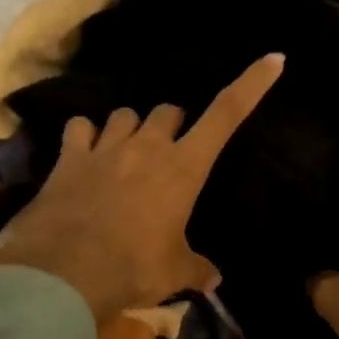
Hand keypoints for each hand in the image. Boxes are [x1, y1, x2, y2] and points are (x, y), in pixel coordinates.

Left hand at [0, 54, 284, 324]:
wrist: (66, 274)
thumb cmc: (133, 269)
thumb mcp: (174, 273)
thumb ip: (196, 269)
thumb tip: (213, 279)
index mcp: (184, 169)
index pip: (226, 115)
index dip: (251, 85)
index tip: (273, 60)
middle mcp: (148, 147)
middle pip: (168, 111)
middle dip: (172, 125)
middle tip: (169, 152)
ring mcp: (106, 148)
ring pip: (125, 114)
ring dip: (131, 128)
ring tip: (125, 151)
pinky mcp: (69, 157)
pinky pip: (80, 127)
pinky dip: (85, 135)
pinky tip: (83, 150)